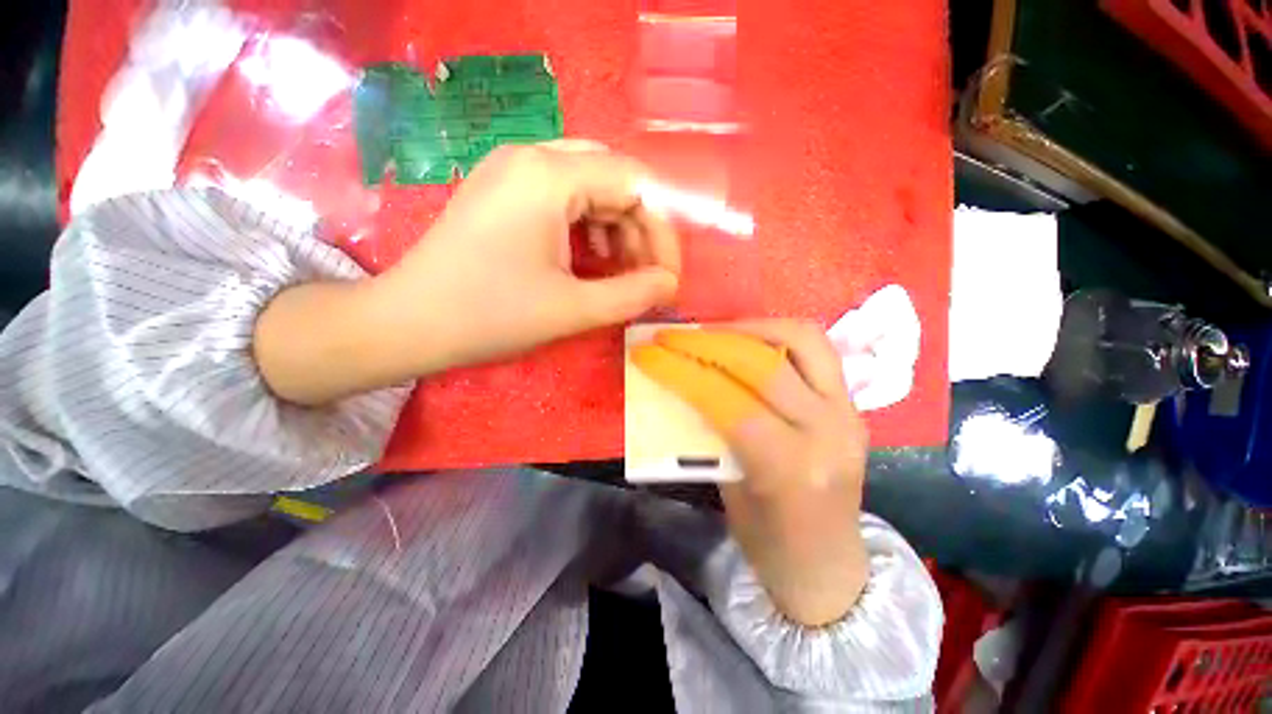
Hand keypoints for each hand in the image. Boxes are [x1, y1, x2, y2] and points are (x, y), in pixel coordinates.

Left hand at [379, 141, 680, 374]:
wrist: (407, 323)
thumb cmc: (490, 316)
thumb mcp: (572, 310)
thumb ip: (632, 295)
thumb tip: (670, 285)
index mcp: (549, 175)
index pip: (636, 184)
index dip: (662, 232)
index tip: (666, 277)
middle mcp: (532, 156)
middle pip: (615, 179)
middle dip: (640, 229)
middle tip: (645, 276)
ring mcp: (513, 171)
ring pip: (592, 188)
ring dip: (617, 230)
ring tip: (619, 273)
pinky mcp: (504, 191)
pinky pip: (565, 198)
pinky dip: (589, 229)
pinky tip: (589, 260)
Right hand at [632, 322, 869, 625]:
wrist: (830, 568)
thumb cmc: (769, 543)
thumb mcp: (727, 489)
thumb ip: (710, 432)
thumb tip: (682, 385)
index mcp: (790, 468)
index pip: (726, 400)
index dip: (680, 371)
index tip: (646, 353)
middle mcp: (828, 432)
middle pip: (763, 363)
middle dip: (708, 341)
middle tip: (673, 335)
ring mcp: (849, 412)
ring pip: (801, 340)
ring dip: (748, 327)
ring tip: (712, 332)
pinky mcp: (853, 403)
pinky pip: (814, 349)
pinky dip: (775, 335)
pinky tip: (746, 341)